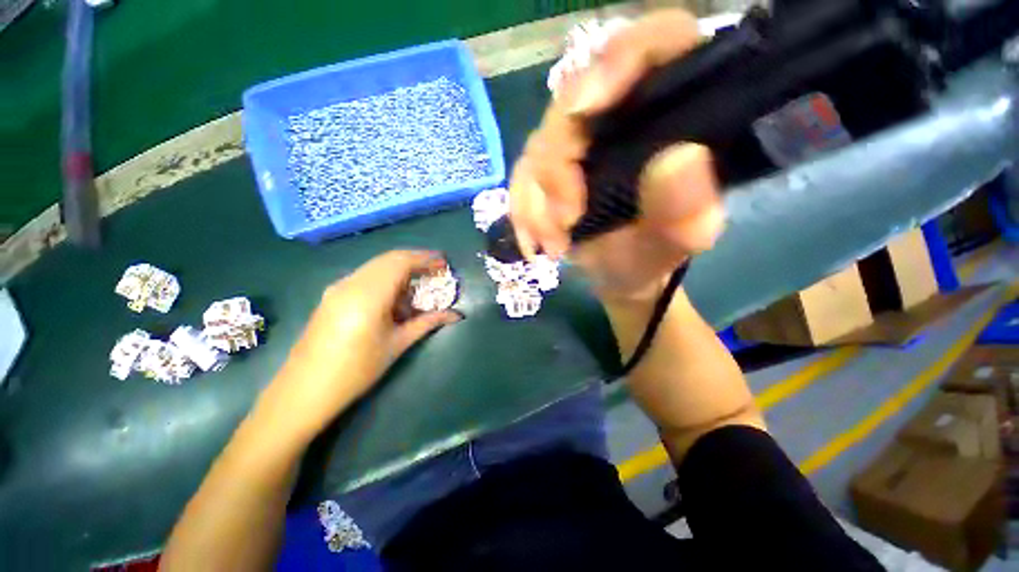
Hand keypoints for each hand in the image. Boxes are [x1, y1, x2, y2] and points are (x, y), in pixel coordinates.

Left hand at [258, 250, 461, 440]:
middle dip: (416, 261)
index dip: (425, 258)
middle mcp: (350, 283)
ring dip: (400, 271)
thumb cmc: (356, 370)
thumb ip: (428, 323)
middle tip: (436, 271)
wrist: (304, 391)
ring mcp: (338, 287)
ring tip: (418, 288)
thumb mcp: (398, 344)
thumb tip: (457, 315)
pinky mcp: (332, 295)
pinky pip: (365, 277)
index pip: (401, 262)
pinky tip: (394, 298)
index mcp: (368, 295)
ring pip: (376, 266)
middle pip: (389, 259)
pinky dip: (385, 279)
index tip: (445, 263)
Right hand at [509, 10, 725, 302]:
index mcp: (667, 113)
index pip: (655, 44)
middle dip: (558, 166)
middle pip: (574, 100)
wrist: (620, 273)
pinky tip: (534, 243)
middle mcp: (619, 115)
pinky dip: (523, 211)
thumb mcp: (679, 239)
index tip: (584, 108)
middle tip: (565, 221)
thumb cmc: (654, 253)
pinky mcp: (550, 169)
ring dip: (537, 201)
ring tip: (554, 244)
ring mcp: (579, 142)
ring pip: (539, 145)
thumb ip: (687, 207)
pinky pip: (521, 177)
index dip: (619, 59)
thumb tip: (680, 159)